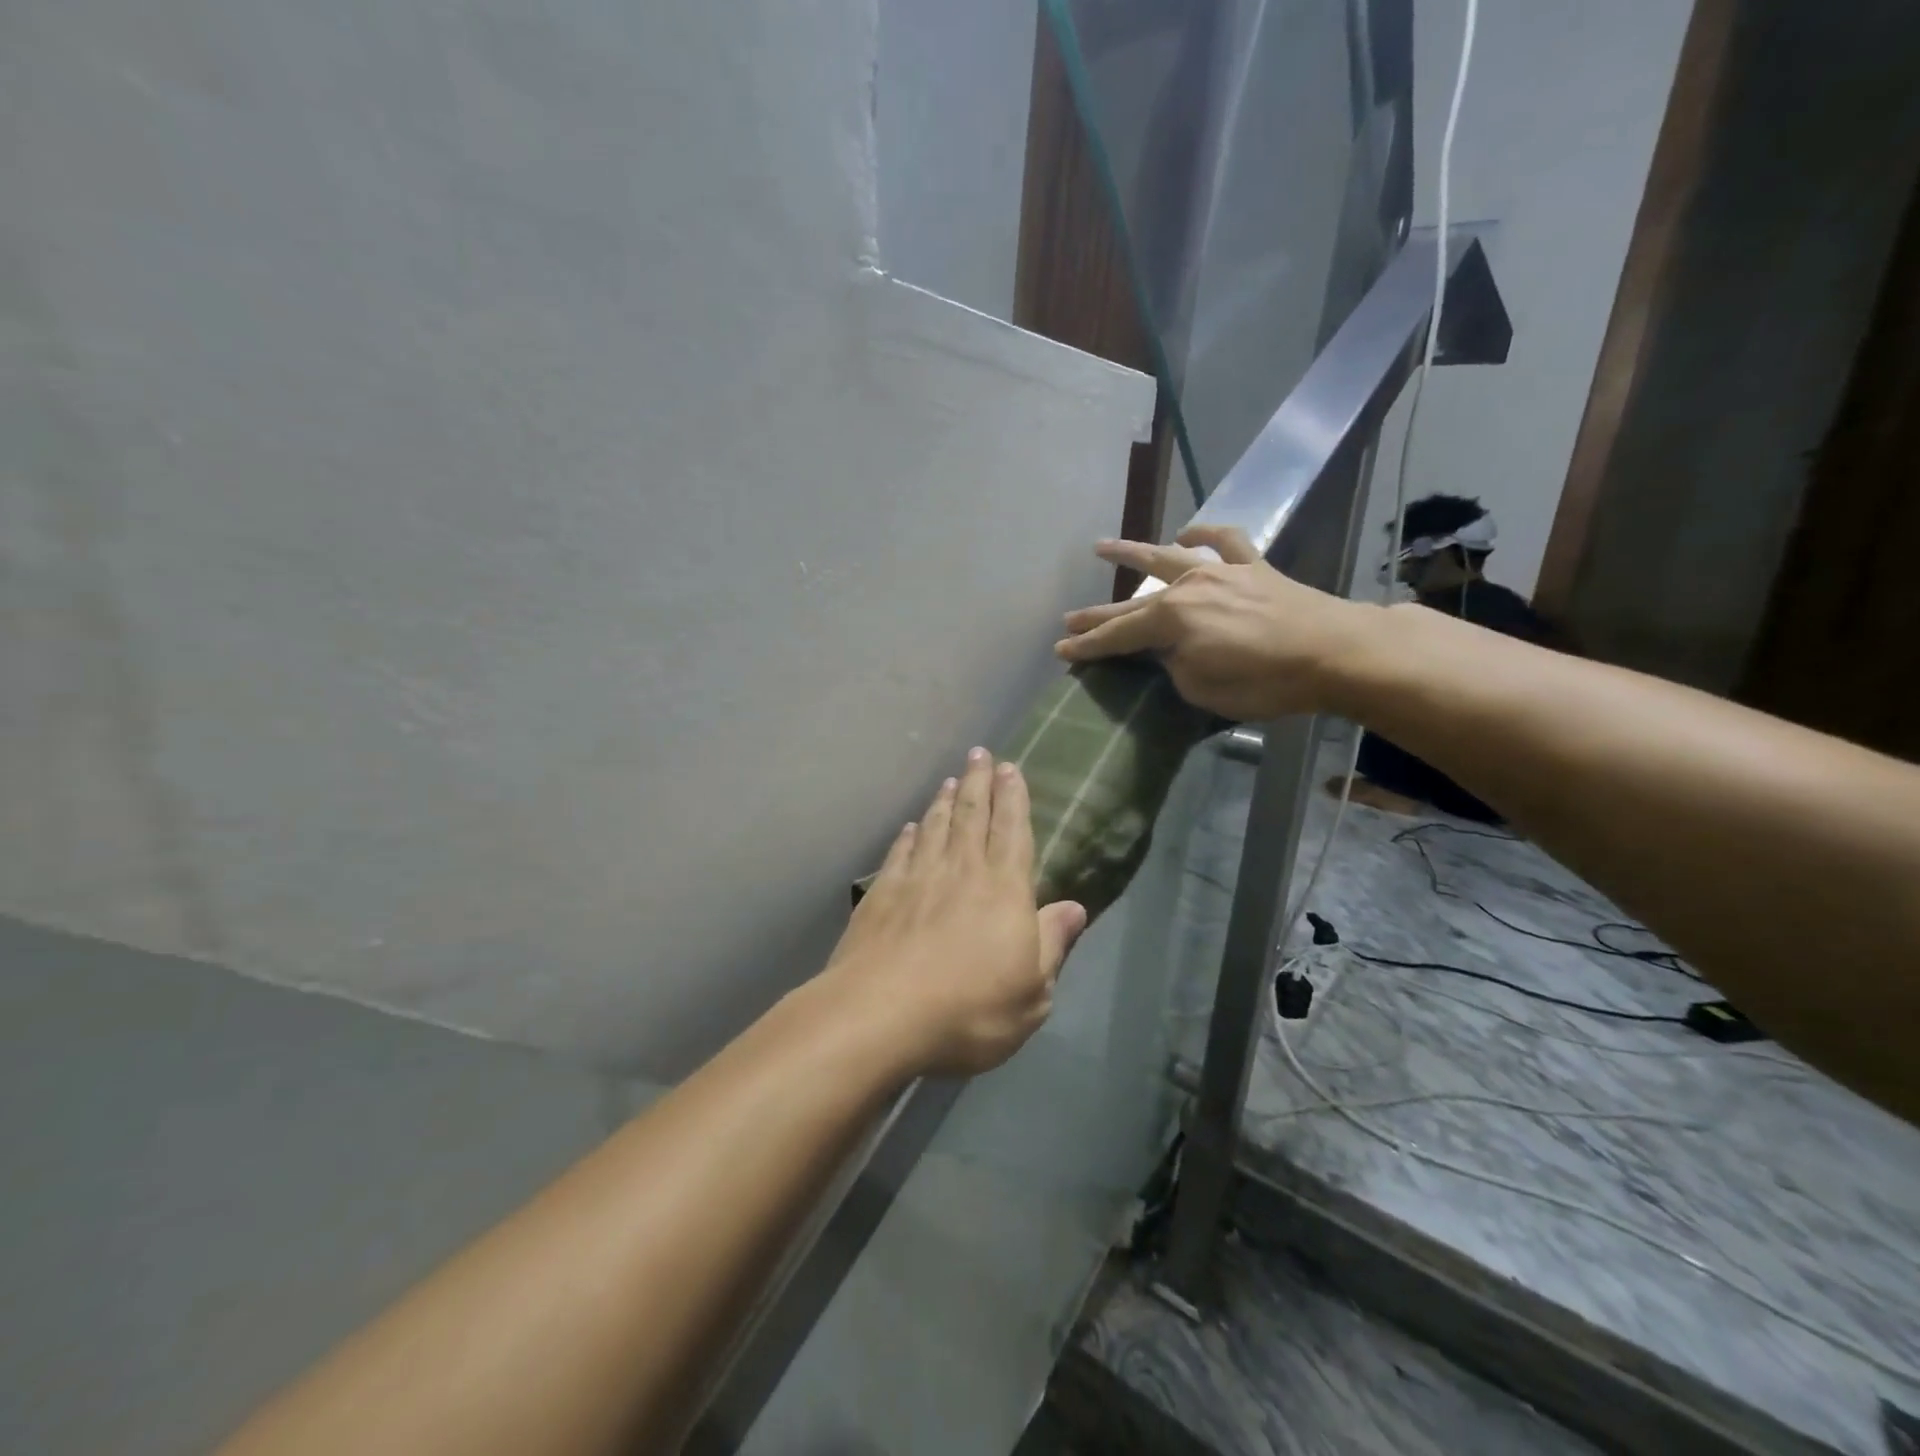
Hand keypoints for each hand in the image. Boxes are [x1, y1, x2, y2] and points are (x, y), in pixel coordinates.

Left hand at [820, 749, 1087, 1077]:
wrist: (880, 1015)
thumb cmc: (969, 1010)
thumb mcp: (1032, 992)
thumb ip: (1053, 944)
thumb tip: (1076, 907)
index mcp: (1003, 890)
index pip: (1012, 831)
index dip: (1012, 797)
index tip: (1010, 768)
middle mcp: (961, 871)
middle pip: (971, 815)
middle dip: (978, 782)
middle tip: (979, 753)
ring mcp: (916, 878)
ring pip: (935, 826)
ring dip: (944, 800)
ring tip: (950, 779)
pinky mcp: (880, 894)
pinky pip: (900, 852)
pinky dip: (908, 835)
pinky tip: (911, 827)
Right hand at [1054, 524, 1370, 721]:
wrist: (1337, 652)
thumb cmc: (1266, 681)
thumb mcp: (1203, 689)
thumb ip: (1175, 667)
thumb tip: (1171, 652)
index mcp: (1173, 619)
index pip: (1119, 635)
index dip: (1089, 645)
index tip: (1061, 650)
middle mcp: (1189, 586)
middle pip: (1133, 601)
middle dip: (1099, 613)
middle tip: (1068, 619)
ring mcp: (1221, 572)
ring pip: (1167, 557)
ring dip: (1133, 552)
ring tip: (1102, 547)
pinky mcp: (1253, 567)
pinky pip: (1224, 541)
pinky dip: (1204, 534)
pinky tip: (1188, 533)